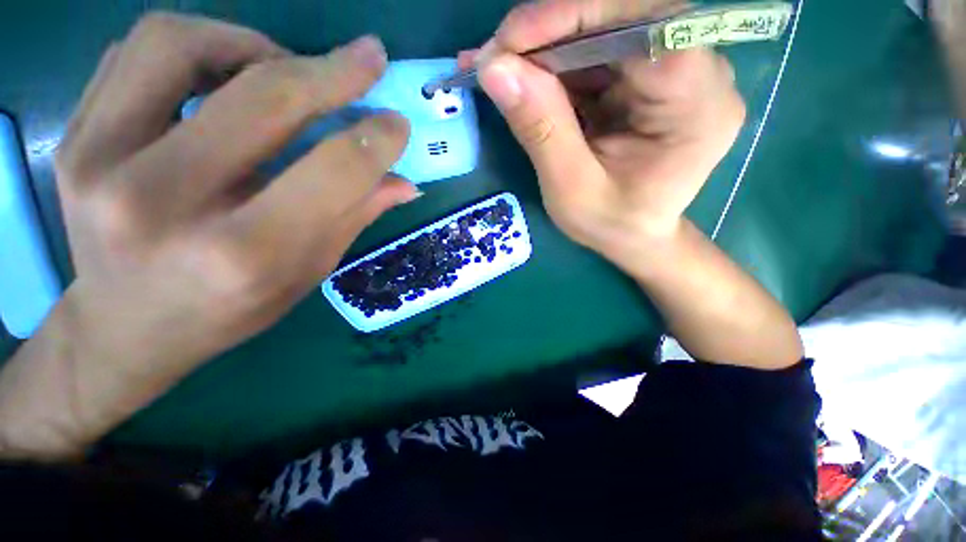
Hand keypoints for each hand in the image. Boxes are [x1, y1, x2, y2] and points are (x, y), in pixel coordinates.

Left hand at [0, 13, 417, 457]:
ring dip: (259, 47)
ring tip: (293, 65)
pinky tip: (232, 70)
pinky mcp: (81, 133)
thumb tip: (402, 175)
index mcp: (247, 250)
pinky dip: (205, 44)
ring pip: (192, 49)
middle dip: (332, 71)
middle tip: (369, 57)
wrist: (117, 338)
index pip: (335, 166)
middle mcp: (172, 197)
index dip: (374, 130)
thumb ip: (355, 212)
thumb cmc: (223, 316)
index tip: (397, 114)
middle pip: (267, 97)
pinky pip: (153, 49)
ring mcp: (108, 155)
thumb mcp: (306, 274)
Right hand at [471, 0, 744, 264]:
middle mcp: (700, 73)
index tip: (507, 44)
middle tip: (494, 59)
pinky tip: (522, 78)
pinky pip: (599, 53)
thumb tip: (495, 68)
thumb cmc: (610, 223)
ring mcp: (677, 70)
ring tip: (499, 70)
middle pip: (621, 20)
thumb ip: (540, 129)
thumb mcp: (570, 189)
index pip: (640, 29)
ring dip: (545, 49)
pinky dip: (554, 63)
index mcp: (696, 106)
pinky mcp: (650, 76)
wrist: (633, 235)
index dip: (570, 21)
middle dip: (549, 35)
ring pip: (604, 32)